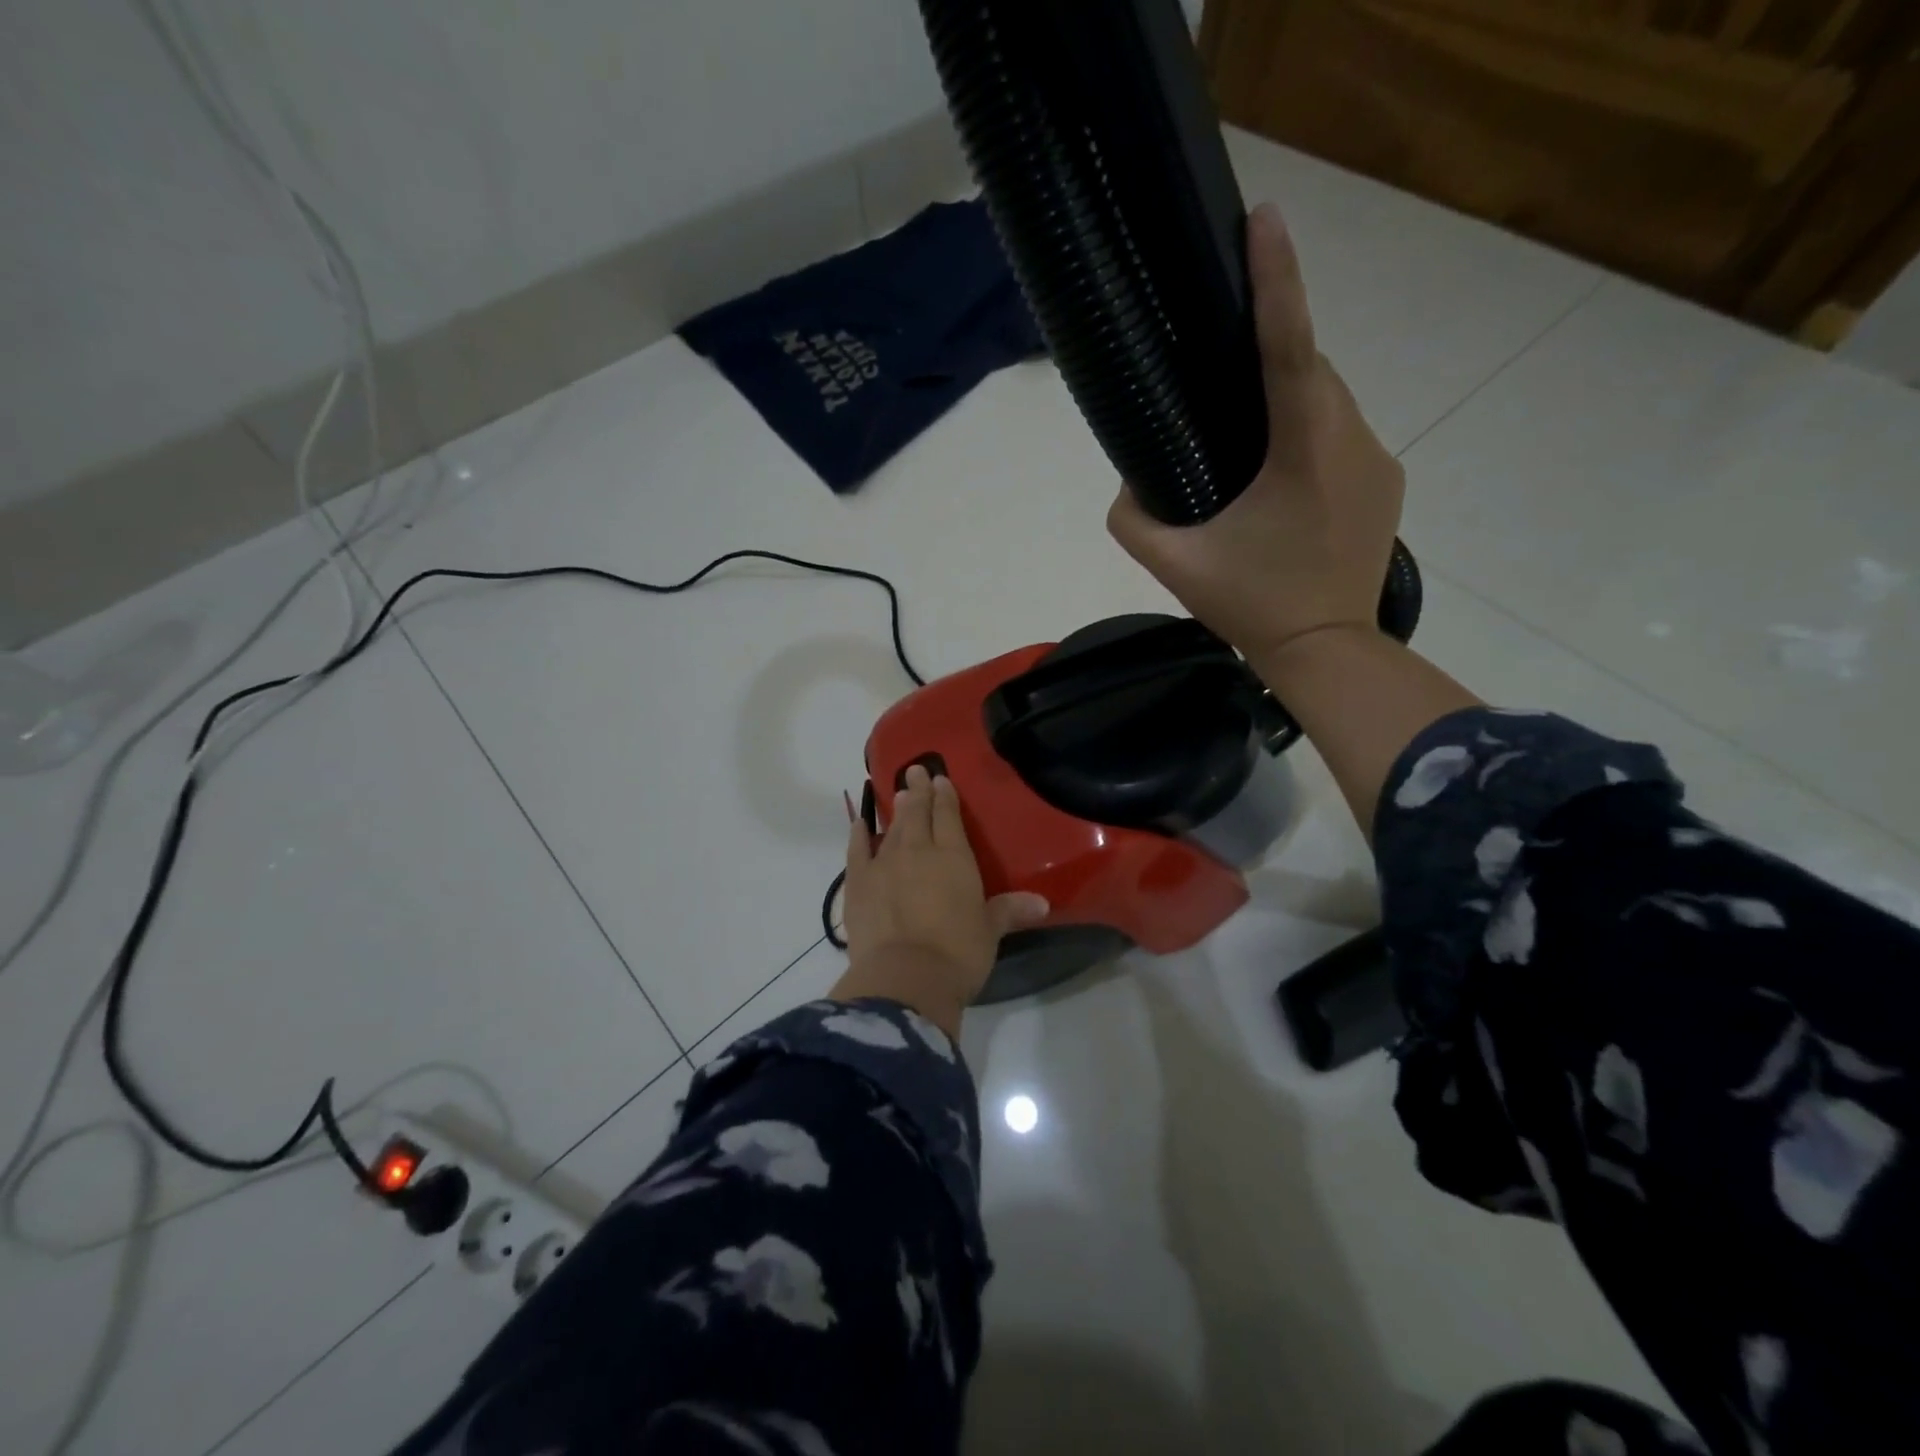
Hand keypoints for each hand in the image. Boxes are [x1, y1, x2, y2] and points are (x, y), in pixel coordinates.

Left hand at [831, 765, 1048, 1036]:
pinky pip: (857, 851)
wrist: (905, 978)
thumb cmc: (957, 953)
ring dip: (895, 810)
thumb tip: (1042, 903)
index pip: (949, 817)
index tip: (941, 779)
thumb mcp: (989, 932)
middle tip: (914, 770)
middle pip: (918, 813)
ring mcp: (884, 864)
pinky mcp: (857, 884)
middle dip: (917, 791)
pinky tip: (859, 824)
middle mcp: (918, 851)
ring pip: (892, 828)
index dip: (945, 796)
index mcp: (953, 857)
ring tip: (896, 793)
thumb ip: (1010, 911)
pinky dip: (858, 835)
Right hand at [1107, 202, 1404, 660]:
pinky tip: (1282, 478)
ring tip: (1248, 440)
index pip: (1289, 347)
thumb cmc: (1252, 605)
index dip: (1276, 280)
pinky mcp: (1386, 484)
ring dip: (1291, 402)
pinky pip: (1343, 436)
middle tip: (1225, 374)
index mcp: (1302, 450)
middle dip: (1273, 356)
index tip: (1264, 218)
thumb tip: (1126, 483)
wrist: (1326, 651)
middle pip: (1312, 370)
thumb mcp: (1176, 566)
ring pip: (1330, 403)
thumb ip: (1133, 520)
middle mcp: (1351, 439)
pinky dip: (1311, 435)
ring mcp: (1378, 461)